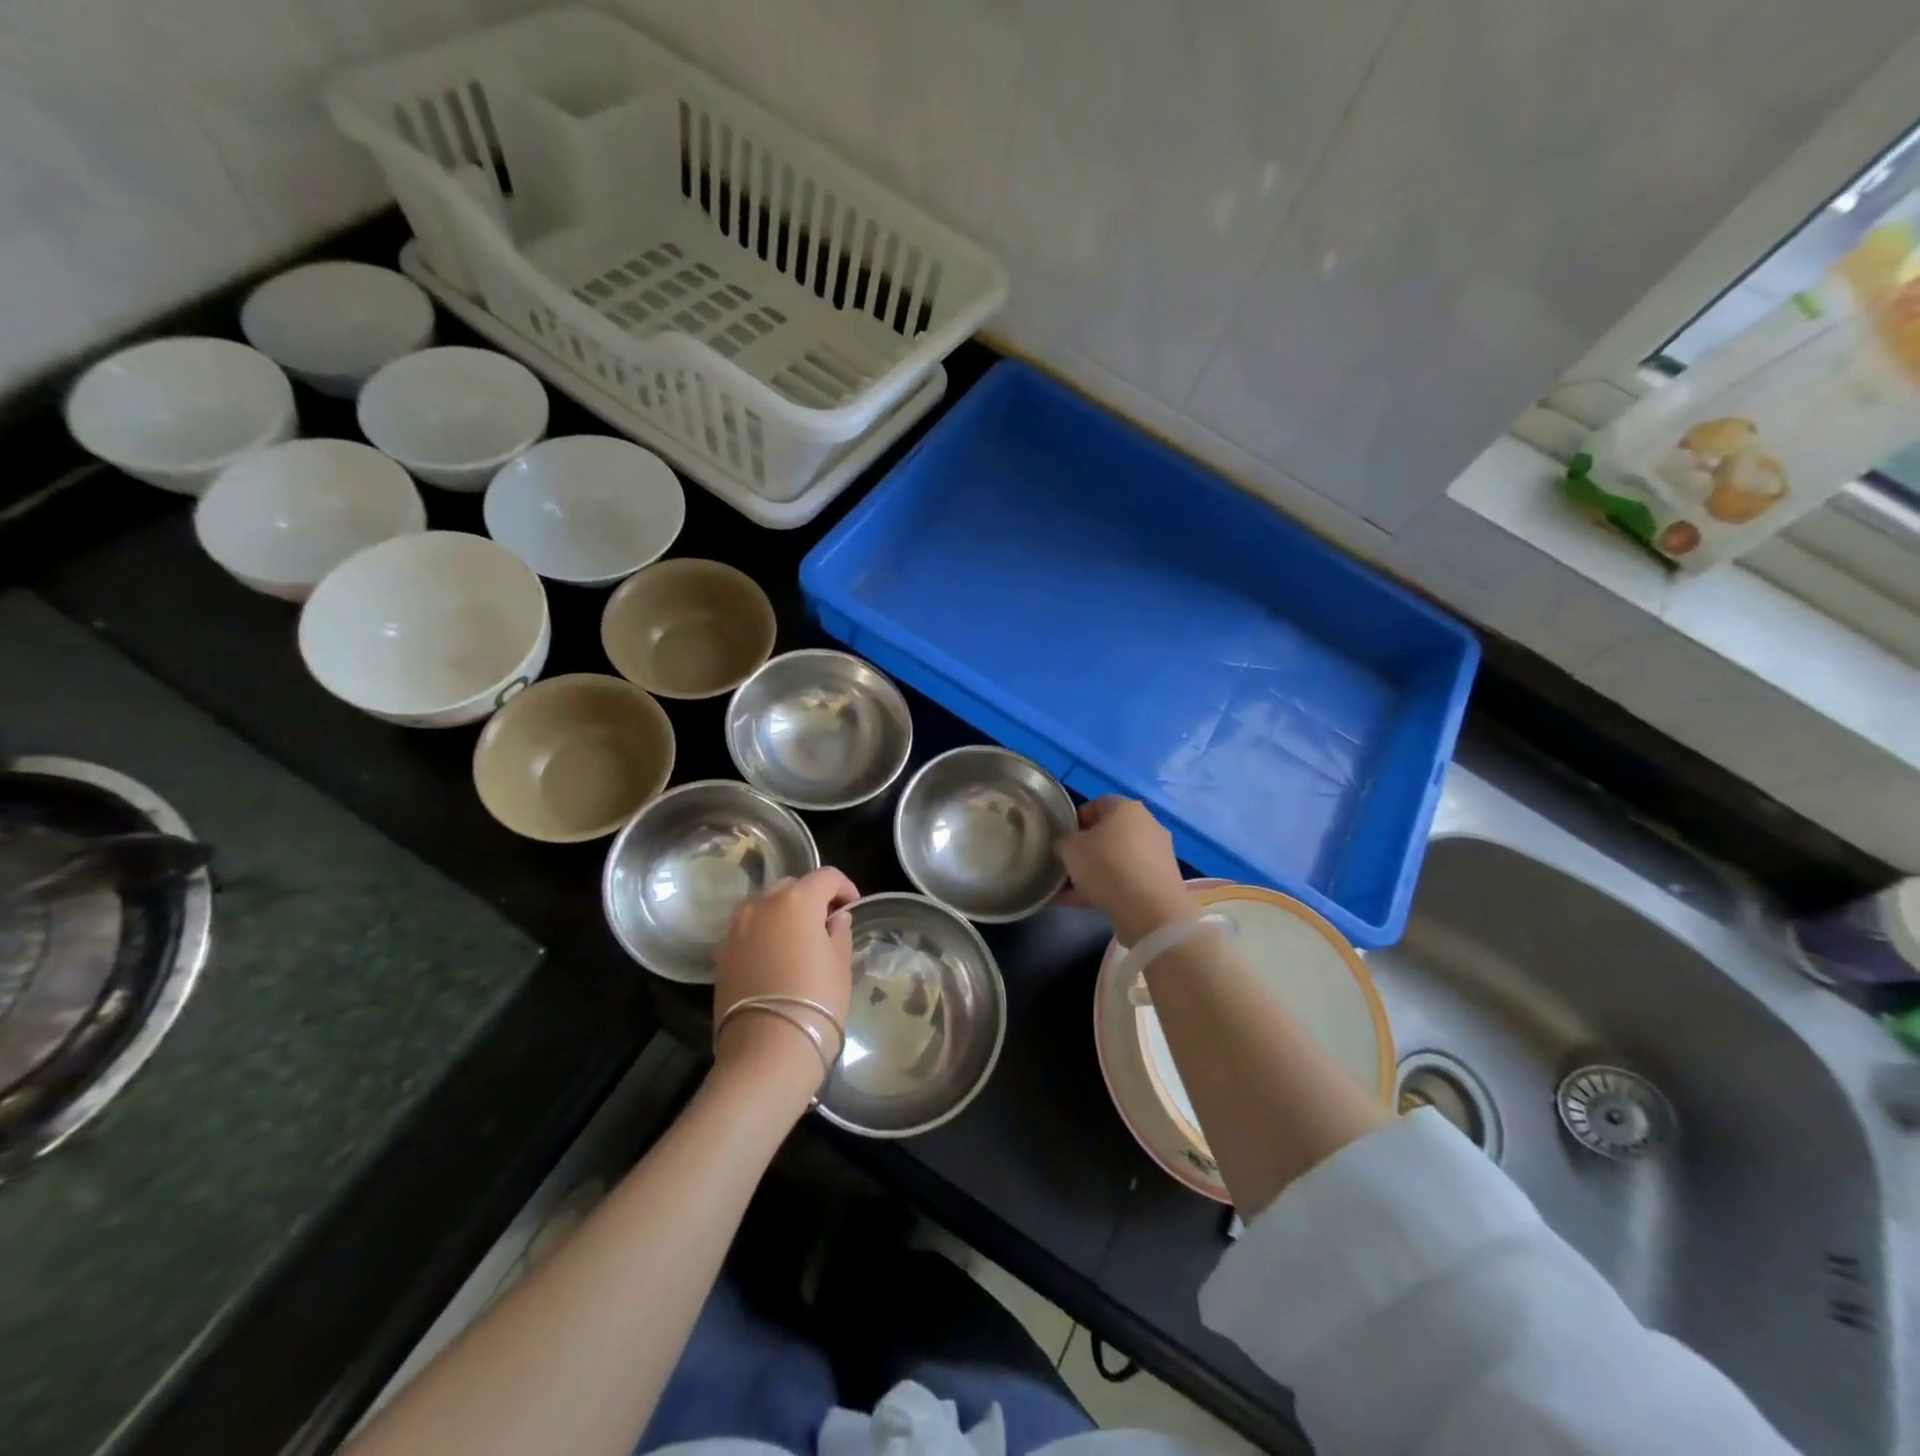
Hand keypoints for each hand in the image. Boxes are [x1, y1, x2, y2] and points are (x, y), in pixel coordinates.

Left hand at [712, 867, 858, 1099]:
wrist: (767, 1050)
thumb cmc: (816, 1001)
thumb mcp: (840, 964)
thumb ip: (839, 931)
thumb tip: (835, 918)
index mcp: (796, 900)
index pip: (826, 877)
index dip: (844, 887)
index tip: (853, 907)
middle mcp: (761, 904)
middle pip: (791, 886)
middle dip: (811, 897)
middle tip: (827, 922)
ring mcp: (736, 928)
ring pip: (764, 906)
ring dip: (783, 913)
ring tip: (798, 939)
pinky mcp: (721, 954)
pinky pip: (747, 930)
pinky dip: (763, 933)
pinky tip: (775, 958)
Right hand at [1054, 797, 1191, 945]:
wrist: (1149, 909)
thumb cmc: (1105, 866)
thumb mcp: (1070, 850)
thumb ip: (1064, 842)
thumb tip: (1066, 845)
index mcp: (1126, 808)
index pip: (1097, 804)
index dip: (1076, 820)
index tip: (1063, 839)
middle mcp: (1147, 824)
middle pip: (1109, 833)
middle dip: (1087, 849)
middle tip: (1068, 865)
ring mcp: (1158, 853)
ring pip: (1118, 858)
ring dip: (1096, 872)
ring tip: (1072, 891)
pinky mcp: (1162, 880)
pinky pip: (1129, 879)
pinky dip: (1110, 887)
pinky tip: (1086, 903)